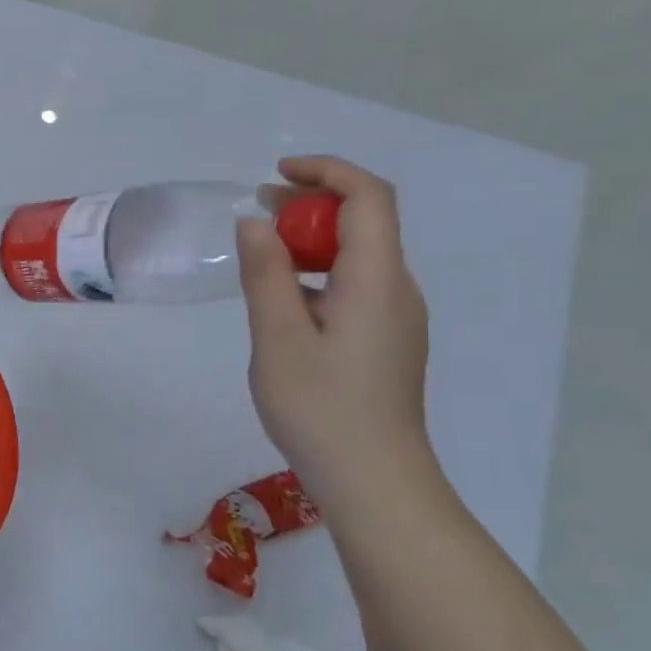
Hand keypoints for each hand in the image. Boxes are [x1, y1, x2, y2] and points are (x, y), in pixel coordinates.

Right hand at [237, 157, 433, 506]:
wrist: (372, 478)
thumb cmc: (320, 406)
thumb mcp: (278, 337)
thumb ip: (265, 274)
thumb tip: (254, 222)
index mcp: (377, 280)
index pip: (369, 198)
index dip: (327, 172)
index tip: (276, 174)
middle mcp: (397, 289)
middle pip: (366, 221)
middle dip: (313, 203)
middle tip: (257, 210)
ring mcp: (395, 317)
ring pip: (358, 254)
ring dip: (312, 238)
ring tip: (260, 248)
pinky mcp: (385, 339)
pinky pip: (354, 284)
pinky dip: (317, 270)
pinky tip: (281, 296)